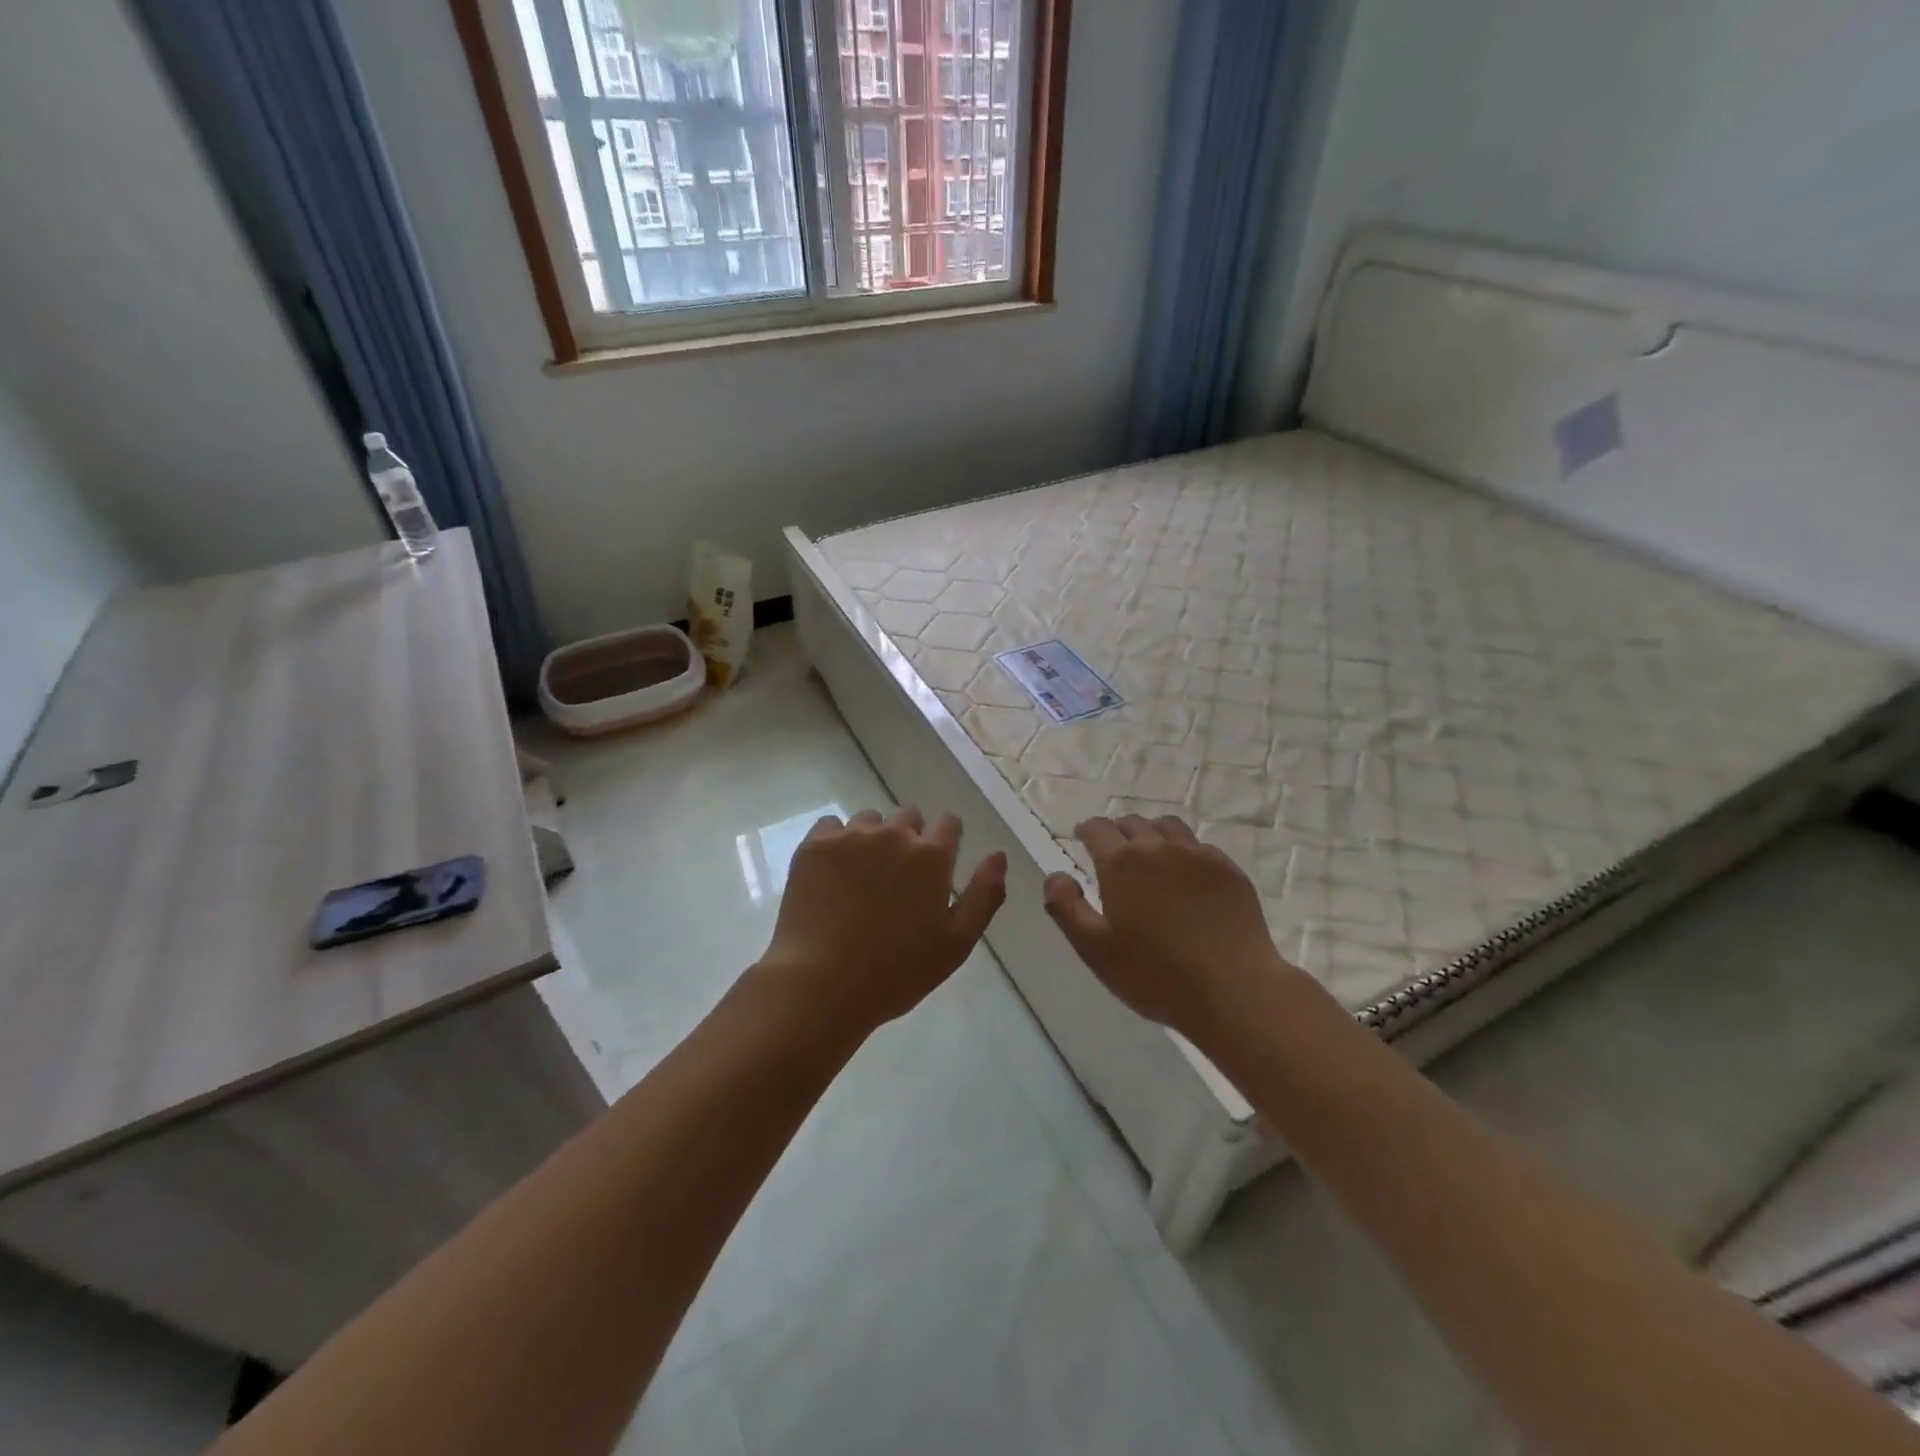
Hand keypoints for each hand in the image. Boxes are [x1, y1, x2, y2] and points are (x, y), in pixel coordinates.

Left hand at [756, 807, 1006, 1036]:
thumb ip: (983, 895)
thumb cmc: (896, 972)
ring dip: (872, 839)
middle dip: (909, 838)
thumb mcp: (956, 943)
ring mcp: (851, 836)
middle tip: (897, 879)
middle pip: (909, 816)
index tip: (936, 866)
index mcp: (931, 856)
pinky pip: (831, 826)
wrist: (821, 984)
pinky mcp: (815, 845)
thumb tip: (998, 855)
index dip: (946, 841)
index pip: (949, 823)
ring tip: (861, 878)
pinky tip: (832, 874)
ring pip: (869, 820)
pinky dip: (835, 842)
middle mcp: (893, 834)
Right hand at [1043, 815, 1292, 1037]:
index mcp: (1121, 863)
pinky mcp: (1229, 871)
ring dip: (1152, 834)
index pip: (1098, 828)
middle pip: (1133, 823)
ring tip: (1150, 854)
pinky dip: (1185, 852)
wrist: (1233, 989)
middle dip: (1118, 832)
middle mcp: (1159, 848)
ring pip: (1168, 827)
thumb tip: (1055, 875)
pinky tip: (1187, 876)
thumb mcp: (1094, 949)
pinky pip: (1200, 847)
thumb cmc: (1154, 974)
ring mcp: (1199, 856)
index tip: (1082, 837)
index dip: (1087, 830)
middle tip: (1113, 851)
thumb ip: (1066, 907)